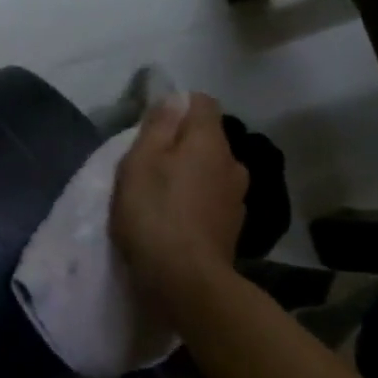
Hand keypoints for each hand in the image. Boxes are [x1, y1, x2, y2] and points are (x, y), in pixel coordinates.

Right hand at [111, 92, 249, 298]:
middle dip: (183, 143)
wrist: (185, 279)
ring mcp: (237, 198)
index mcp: (210, 141)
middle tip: (150, 162)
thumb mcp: (141, 161)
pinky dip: (197, 201)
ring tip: (163, 193)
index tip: (152, 125)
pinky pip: (213, 199)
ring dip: (192, 174)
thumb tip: (174, 98)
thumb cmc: (154, 211)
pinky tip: (177, 218)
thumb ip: (158, 126)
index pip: (203, 102)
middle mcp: (233, 163)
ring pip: (212, 170)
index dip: (177, 106)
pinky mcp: (233, 227)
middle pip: (208, 138)